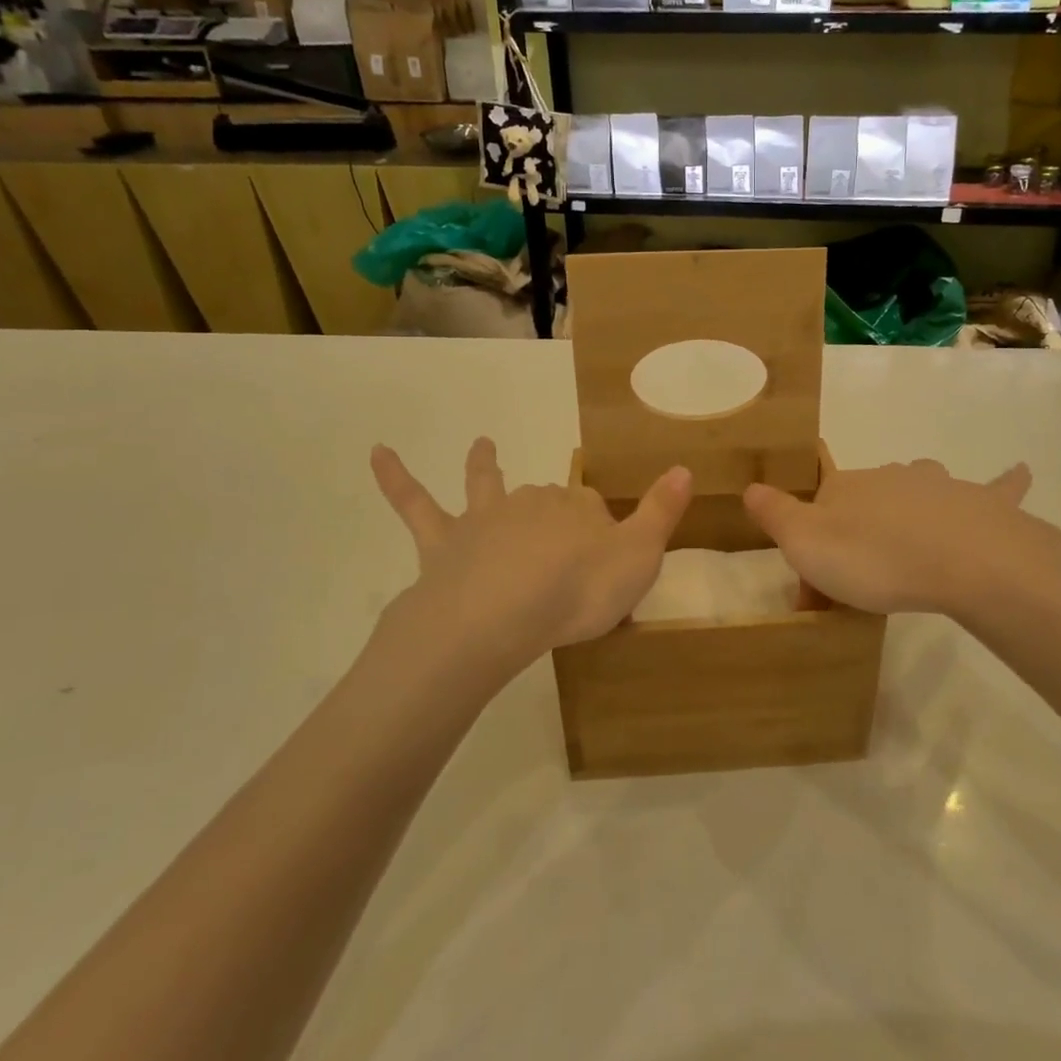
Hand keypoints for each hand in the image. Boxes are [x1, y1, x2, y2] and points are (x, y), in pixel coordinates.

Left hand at [371, 438, 691, 665]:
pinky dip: (396, 479)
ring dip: (484, 466)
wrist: (500, 615)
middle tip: (564, 556)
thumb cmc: (577, 592)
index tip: (609, 561)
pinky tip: (377, 453)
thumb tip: (684, 467)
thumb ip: (662, 513)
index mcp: (579, 508)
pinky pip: (415, 505)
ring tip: (482, 445)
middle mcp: (532, 503)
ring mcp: (485, 519)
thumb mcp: (640, 558)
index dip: (603, 531)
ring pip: (486, 487)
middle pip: (548, 500)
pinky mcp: (442, 542)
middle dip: (555, 514)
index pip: (595, 508)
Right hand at [743, 461, 1044, 619]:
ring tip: (911, 554)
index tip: (817, 596)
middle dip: (856, 539)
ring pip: (917, 492)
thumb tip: (752, 489)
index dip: (811, 550)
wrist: (963, 560)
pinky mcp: (982, 504)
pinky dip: (1004, 482)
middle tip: (862, 589)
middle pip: (864, 505)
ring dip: (909, 515)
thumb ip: (774, 513)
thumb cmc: (876, 557)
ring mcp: (938, 486)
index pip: (816, 512)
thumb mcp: (804, 543)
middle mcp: (890, 477)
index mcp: (845, 487)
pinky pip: (994, 488)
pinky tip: (1019, 471)